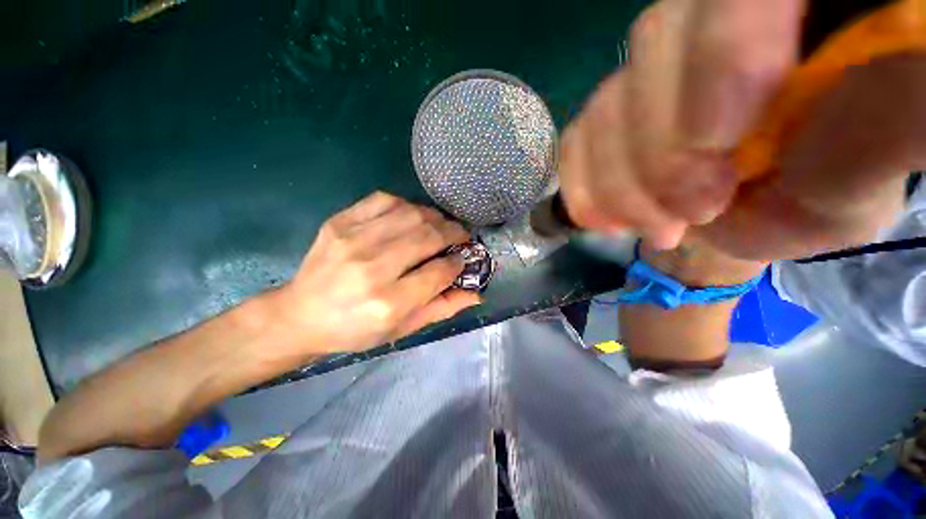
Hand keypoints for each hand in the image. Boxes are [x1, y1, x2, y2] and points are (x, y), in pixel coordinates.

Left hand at [276, 192, 479, 353]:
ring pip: (411, 214)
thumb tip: (476, 292)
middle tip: (460, 236)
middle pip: (428, 237)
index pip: (439, 271)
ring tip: (441, 225)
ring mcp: (353, 240)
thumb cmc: (355, 329)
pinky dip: (406, 205)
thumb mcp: (401, 329)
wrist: (300, 315)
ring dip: (435, 217)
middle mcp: (372, 268)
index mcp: (388, 303)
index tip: (462, 259)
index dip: (458, 262)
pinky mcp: (339, 222)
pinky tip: (411, 216)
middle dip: (453, 233)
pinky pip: (385, 200)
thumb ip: (441, 308)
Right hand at [560, 0, 923, 260]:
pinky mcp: (613, 118)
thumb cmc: (832, 187)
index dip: (723, 55)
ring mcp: (648, 75)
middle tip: (697, 210)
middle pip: (654, 43)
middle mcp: (705, 25)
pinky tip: (608, 221)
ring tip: (662, 227)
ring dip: (622, 183)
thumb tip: (819, 116)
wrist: (765, 205)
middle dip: (665, 145)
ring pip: (605, 104)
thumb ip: (875, 125)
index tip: (720, 144)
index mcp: (789, 14)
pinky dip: (582, 184)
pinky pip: (575, 141)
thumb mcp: (870, 163)